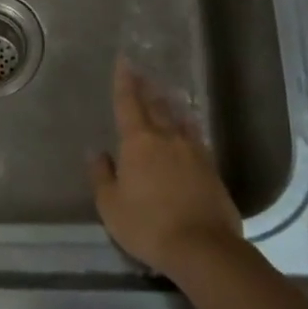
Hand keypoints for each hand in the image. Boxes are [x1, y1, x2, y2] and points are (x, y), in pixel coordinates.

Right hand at [89, 57, 242, 280]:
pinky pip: (196, 137)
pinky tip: (189, 128)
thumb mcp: (111, 206)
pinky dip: (188, 127)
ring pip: (179, 119)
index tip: (124, 61)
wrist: (202, 248)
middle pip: (156, 106)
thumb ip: (102, 175)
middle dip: (146, 88)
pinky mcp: (211, 168)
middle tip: (142, 73)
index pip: (128, 103)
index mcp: (138, 142)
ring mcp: (193, 151)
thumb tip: (96, 151)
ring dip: (170, 104)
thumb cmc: (148, 225)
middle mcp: (167, 138)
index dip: (125, 81)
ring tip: (166, 94)